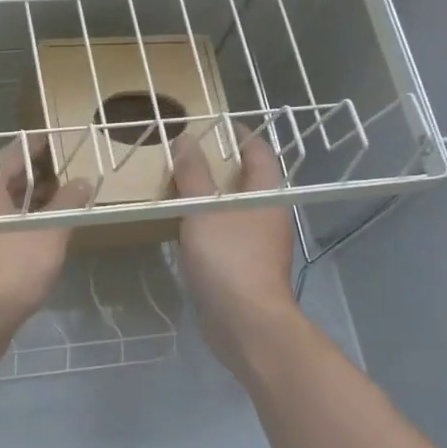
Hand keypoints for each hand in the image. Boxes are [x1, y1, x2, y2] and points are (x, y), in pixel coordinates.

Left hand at [0, 133, 91, 355]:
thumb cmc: (11, 266)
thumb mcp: (49, 232)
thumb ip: (68, 203)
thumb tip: (82, 182)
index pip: (18, 150)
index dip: (44, 145)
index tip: (69, 142)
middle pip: (8, 178)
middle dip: (40, 177)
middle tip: (72, 175)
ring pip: (2, 207)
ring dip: (31, 205)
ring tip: (63, 206)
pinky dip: (19, 227)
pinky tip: (42, 238)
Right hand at [171, 127, 299, 377]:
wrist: (246, 323)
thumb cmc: (229, 259)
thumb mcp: (203, 211)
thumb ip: (193, 176)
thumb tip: (186, 139)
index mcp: (267, 194)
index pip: (259, 152)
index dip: (240, 134)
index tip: (216, 123)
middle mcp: (268, 215)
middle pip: (247, 180)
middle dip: (220, 165)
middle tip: (187, 153)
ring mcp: (257, 244)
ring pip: (233, 209)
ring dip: (210, 196)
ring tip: (178, 185)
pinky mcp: (243, 268)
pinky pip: (224, 235)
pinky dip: (206, 224)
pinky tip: (183, 226)